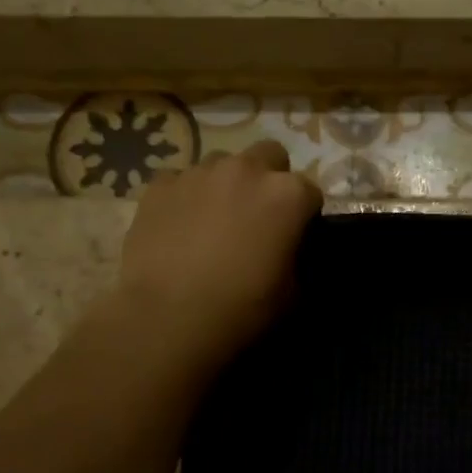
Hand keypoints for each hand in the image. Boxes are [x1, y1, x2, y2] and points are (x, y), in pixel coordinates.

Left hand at [116, 140, 321, 374]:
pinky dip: (186, 197)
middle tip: (258, 215)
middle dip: (269, 178)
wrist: (168, 317)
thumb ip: (296, 259)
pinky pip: (182, 181)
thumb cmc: (241, 308)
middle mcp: (247, 170)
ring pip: (223, 163)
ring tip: (215, 219)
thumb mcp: (292, 293)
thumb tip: (287, 252)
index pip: (310, 192)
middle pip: (270, 156)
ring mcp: (200, 172)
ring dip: (227, 184)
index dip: (305, 215)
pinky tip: (180, 226)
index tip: (295, 237)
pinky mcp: (161, 184)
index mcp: (288, 195)